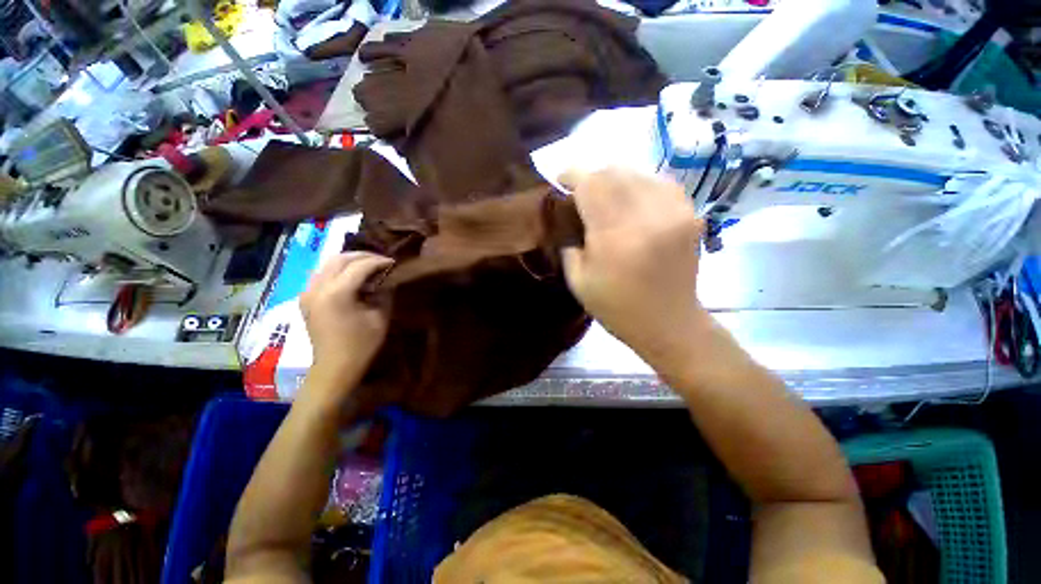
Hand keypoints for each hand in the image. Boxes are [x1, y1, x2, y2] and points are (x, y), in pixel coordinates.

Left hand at [300, 252, 393, 396]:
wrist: (334, 367)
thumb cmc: (361, 344)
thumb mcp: (380, 317)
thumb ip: (384, 293)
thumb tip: (386, 278)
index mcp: (336, 293)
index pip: (359, 266)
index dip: (379, 261)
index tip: (394, 262)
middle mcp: (317, 288)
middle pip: (339, 259)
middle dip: (363, 256)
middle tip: (382, 260)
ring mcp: (308, 292)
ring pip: (328, 264)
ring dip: (349, 261)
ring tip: (368, 266)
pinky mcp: (306, 298)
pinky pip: (322, 274)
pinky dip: (338, 270)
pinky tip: (352, 277)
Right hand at [560, 168, 709, 368]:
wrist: (669, 323)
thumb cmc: (616, 307)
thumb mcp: (578, 281)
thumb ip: (568, 242)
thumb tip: (566, 215)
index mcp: (615, 236)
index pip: (590, 184)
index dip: (571, 175)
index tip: (560, 181)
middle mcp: (647, 215)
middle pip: (613, 172)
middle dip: (591, 178)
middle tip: (581, 194)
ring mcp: (674, 211)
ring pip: (636, 173)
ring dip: (614, 181)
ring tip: (605, 198)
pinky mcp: (690, 214)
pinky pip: (659, 183)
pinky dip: (639, 186)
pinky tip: (632, 203)